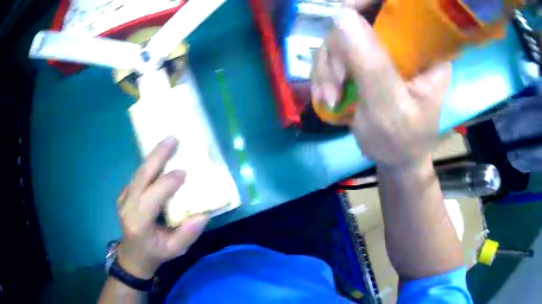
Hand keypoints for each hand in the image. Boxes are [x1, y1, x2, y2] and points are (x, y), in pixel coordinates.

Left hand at [116, 136, 208, 278]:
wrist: (133, 255)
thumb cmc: (154, 254)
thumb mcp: (174, 251)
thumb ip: (187, 235)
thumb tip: (203, 215)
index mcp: (139, 222)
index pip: (152, 196)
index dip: (168, 183)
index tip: (184, 172)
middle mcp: (127, 206)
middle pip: (141, 176)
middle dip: (157, 156)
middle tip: (173, 139)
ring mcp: (123, 198)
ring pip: (138, 173)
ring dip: (153, 157)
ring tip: (168, 143)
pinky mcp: (124, 194)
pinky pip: (137, 177)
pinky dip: (149, 165)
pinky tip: (160, 159)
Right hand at [311, 5, 451, 166]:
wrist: (395, 158)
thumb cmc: (401, 141)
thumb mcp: (389, 108)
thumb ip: (371, 64)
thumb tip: (342, 15)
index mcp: (427, 51)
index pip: (400, 7)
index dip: (367, 3)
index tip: (342, 17)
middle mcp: (406, 43)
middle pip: (361, 19)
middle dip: (338, 49)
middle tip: (336, 84)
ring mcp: (385, 50)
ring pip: (342, 35)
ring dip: (328, 65)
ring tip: (330, 97)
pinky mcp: (368, 59)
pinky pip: (336, 52)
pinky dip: (325, 72)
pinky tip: (328, 95)